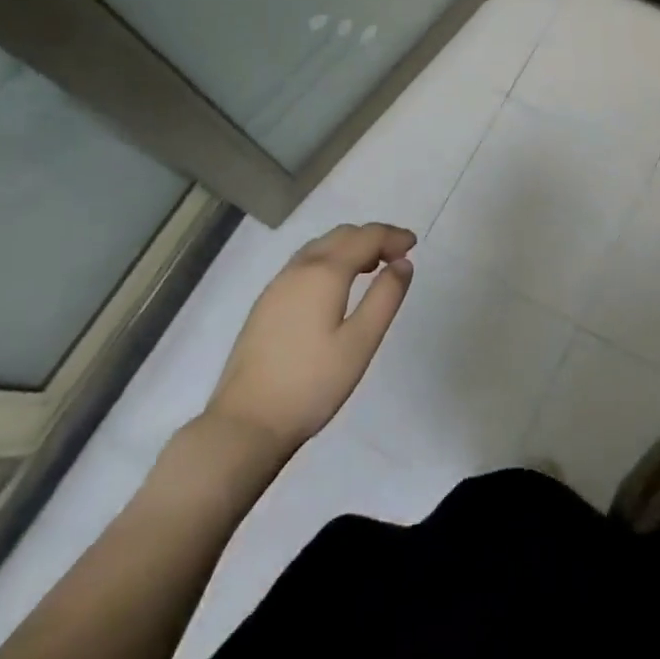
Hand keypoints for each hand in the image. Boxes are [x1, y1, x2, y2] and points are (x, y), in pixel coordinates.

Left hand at [201, 222, 414, 458]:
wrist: (246, 423)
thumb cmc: (312, 383)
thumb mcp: (361, 342)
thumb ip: (385, 297)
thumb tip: (403, 263)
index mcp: (324, 273)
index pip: (365, 237)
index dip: (392, 236)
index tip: (414, 245)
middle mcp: (299, 269)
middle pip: (340, 235)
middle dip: (372, 237)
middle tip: (398, 255)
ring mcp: (277, 285)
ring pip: (319, 247)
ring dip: (349, 247)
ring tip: (372, 267)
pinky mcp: (266, 304)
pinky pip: (304, 264)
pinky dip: (329, 260)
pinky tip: (336, 286)